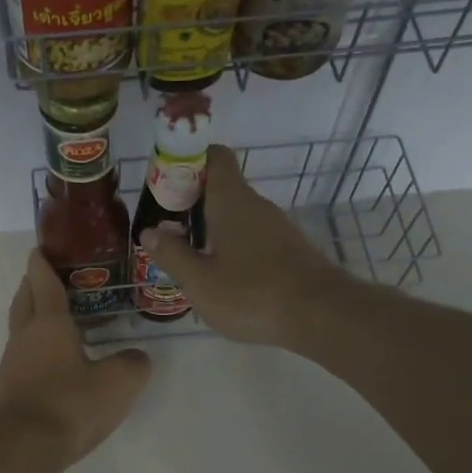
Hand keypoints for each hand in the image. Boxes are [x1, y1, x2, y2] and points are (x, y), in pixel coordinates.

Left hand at [0, 250, 151, 465]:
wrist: (22, 449)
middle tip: (52, 277)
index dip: (43, 261)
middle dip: (34, 283)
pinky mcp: (10, 389)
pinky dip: (37, 346)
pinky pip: (24, 355)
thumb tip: (136, 358)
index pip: (43, 281)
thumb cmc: (69, 404)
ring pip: (21, 328)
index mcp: (48, 323)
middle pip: (24, 299)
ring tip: (62, 319)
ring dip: (35, 316)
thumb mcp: (117, 383)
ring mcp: (12, 364)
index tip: (42, 247)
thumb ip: (133, 364)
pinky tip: (57, 361)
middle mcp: (24, 336)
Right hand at [139, 144, 356, 347]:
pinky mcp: (289, 250)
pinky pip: (251, 237)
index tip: (164, 185)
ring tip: (187, 258)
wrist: (322, 316)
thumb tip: (149, 231)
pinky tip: (221, 277)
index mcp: (231, 201)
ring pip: (236, 215)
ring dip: (210, 229)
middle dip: (191, 203)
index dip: (187, 161)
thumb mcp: (200, 281)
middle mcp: (256, 205)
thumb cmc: (253, 294)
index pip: (213, 156)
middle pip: (221, 187)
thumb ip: (172, 255)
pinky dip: (231, 247)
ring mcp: (276, 227)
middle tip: (165, 230)